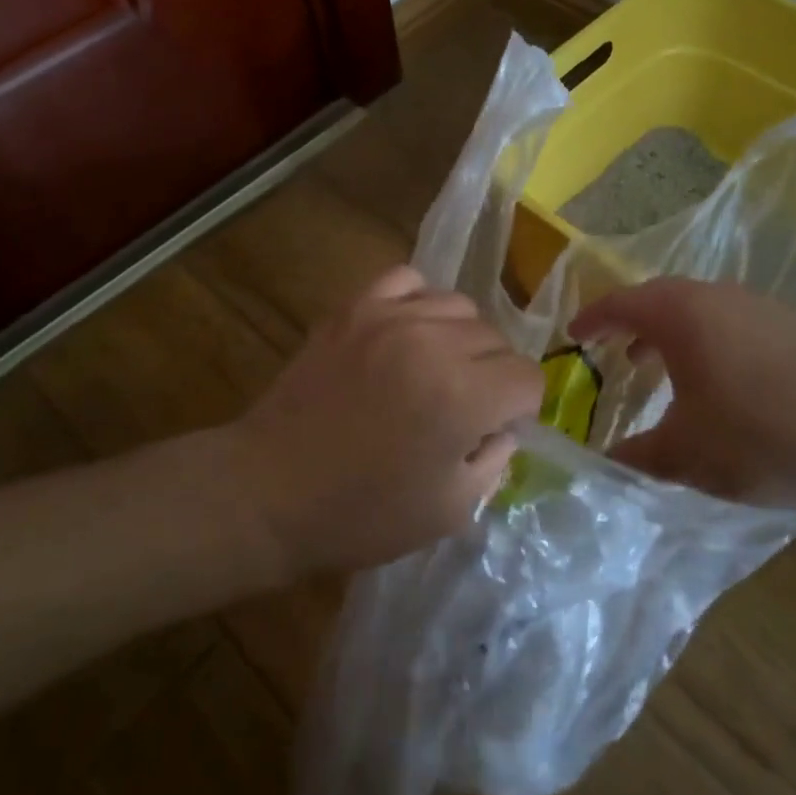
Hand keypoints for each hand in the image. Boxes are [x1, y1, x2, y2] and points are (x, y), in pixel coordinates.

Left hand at [232, 264, 543, 576]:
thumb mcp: (450, 511)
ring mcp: (389, 317)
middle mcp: (433, 343)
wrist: (268, 492)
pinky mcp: (354, 308)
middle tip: (462, 408)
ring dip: (460, 339)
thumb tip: (503, 426)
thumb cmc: (361, 514)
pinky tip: (408, 333)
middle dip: (492, 376)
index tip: (492, 430)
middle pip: (497, 340)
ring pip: (460, 306)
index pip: (527, 377)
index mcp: (463, 396)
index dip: (519, 409)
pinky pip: (408, 280)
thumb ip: (495, 460)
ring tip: (434, 369)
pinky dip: (419, 302)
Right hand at [570, 278, 795, 510]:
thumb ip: (637, 455)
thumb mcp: (688, 455)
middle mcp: (716, 297)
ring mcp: (758, 307)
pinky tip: (714, 382)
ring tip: (654, 368)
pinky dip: (704, 342)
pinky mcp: (790, 326)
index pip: (620, 303)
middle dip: (629, 324)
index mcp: (681, 314)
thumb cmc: (765, 434)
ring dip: (668, 334)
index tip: (572, 337)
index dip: (591, 319)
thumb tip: (606, 459)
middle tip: (609, 352)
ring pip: (696, 310)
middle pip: (658, 299)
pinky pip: (728, 323)